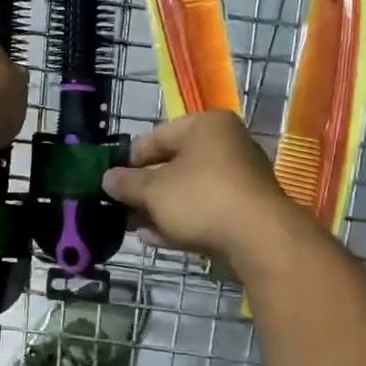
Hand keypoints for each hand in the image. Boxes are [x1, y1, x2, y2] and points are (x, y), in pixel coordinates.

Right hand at [102, 110, 305, 266]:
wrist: (259, 238)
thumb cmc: (201, 198)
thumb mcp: (153, 190)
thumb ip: (127, 183)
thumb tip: (107, 178)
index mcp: (206, 126)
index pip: (156, 137)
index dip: (129, 159)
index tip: (110, 180)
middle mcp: (226, 145)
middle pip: (173, 165)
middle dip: (144, 189)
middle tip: (119, 207)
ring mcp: (239, 179)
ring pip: (188, 192)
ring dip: (159, 209)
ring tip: (133, 227)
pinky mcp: (244, 210)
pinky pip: (204, 211)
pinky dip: (180, 221)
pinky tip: (156, 239)